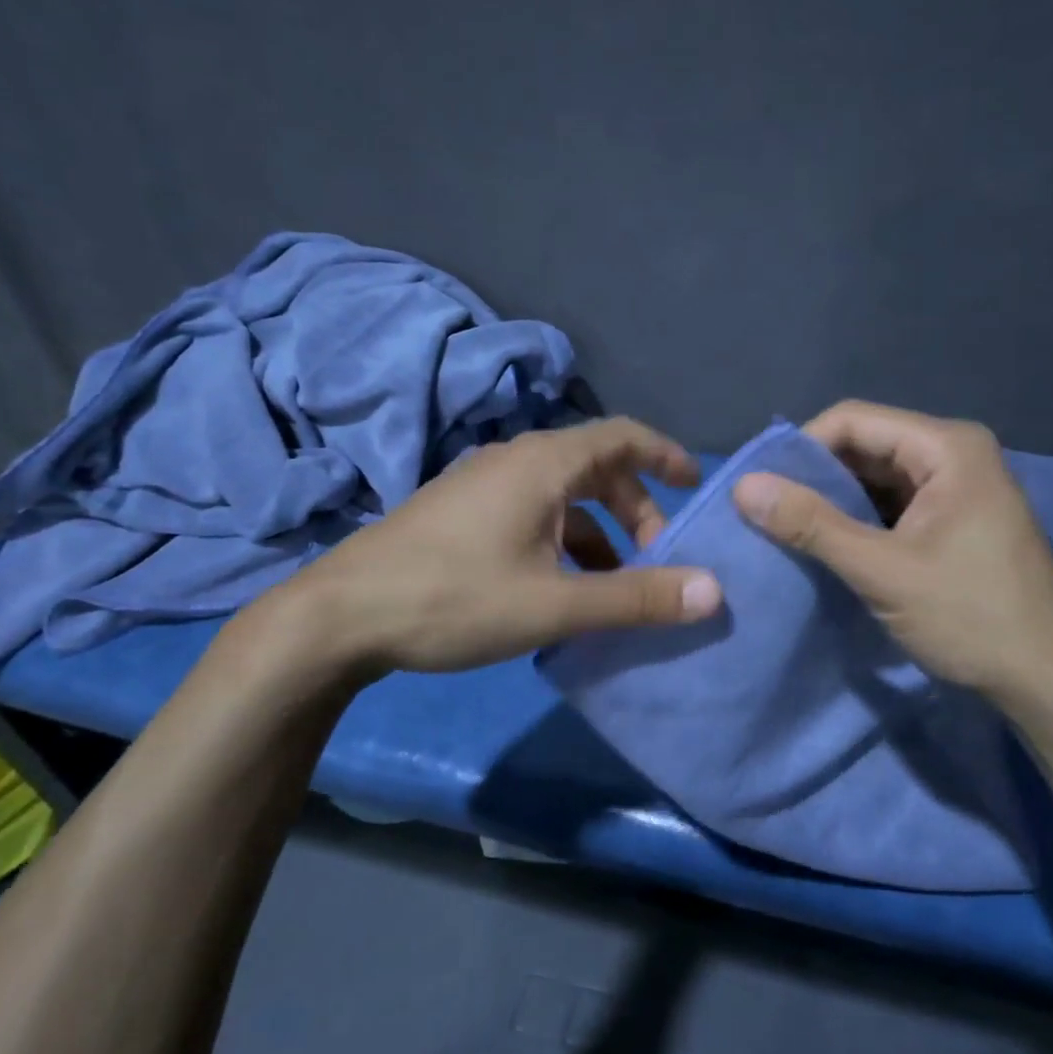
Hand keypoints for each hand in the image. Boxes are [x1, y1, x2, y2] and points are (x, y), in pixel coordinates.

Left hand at [264, 418, 722, 676]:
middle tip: (657, 558)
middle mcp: (515, 461)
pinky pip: (532, 514)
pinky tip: (560, 589)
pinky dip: (562, 542)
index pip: (622, 436)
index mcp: (542, 464)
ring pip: (562, 497)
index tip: (696, 486)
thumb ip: (635, 598)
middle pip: (595, 469)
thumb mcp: (554, 605)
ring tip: (614, 586)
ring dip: (598, 533)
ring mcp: (482, 486)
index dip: (665, 455)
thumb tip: (714, 591)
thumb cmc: (453, 598)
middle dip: (635, 510)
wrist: (338, 617)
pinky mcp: (461, 514)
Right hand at [731, 400, 1052, 702]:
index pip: (853, 420)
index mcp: (947, 447)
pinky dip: (859, 521)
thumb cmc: (972, 617)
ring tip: (788, 530)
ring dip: (834, 501)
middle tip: (767, 513)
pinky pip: (894, 505)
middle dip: (815, 477)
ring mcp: (959, 488)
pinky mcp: (956, 520)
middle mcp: (954, 454)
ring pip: (876, 477)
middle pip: (865, 445)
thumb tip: (742, 487)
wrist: (1050, 682)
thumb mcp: (882, 570)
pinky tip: (830, 546)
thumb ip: (811, 525)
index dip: (800, 448)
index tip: (761, 489)